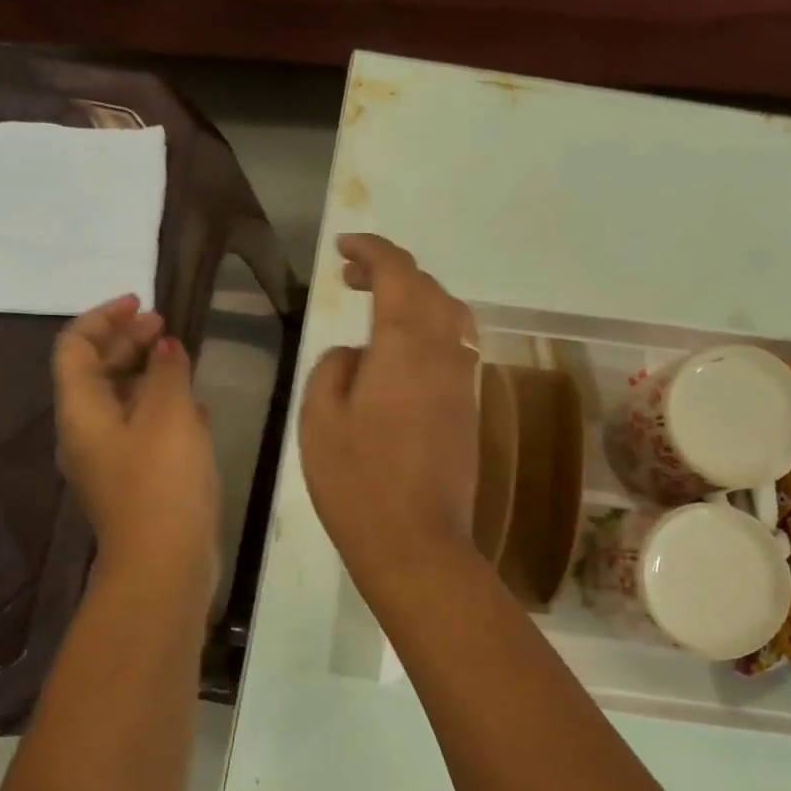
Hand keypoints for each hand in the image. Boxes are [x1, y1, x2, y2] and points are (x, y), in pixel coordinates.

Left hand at [54, 296, 219, 596]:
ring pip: (122, 402)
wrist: (164, 564)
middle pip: (97, 372)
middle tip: (166, 325)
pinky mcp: (135, 481)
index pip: (76, 347)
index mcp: (81, 411)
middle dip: (128, 342)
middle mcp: (87, 433)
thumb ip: (167, 372)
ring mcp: (111, 461)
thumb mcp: (169, 416)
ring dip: (148, 375)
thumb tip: (164, 348)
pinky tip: (195, 406)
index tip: (143, 304)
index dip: (104, 317)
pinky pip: (142, 431)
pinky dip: (162, 409)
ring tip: (183, 359)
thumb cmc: (162, 482)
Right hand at [299, 235, 479, 586]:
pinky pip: (456, 347)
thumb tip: (356, 355)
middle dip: (391, 271)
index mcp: (406, 345)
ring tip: (379, 309)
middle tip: (351, 279)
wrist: (416, 542)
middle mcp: (445, 352)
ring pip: (450, 315)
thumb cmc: (357, 481)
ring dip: (416, 299)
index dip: (371, 250)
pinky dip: (431, 330)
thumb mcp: (320, 419)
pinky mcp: (469, 408)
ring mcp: (464, 381)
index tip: (343, 248)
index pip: (397, 272)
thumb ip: (334, 368)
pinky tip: (403, 353)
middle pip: (429, 288)